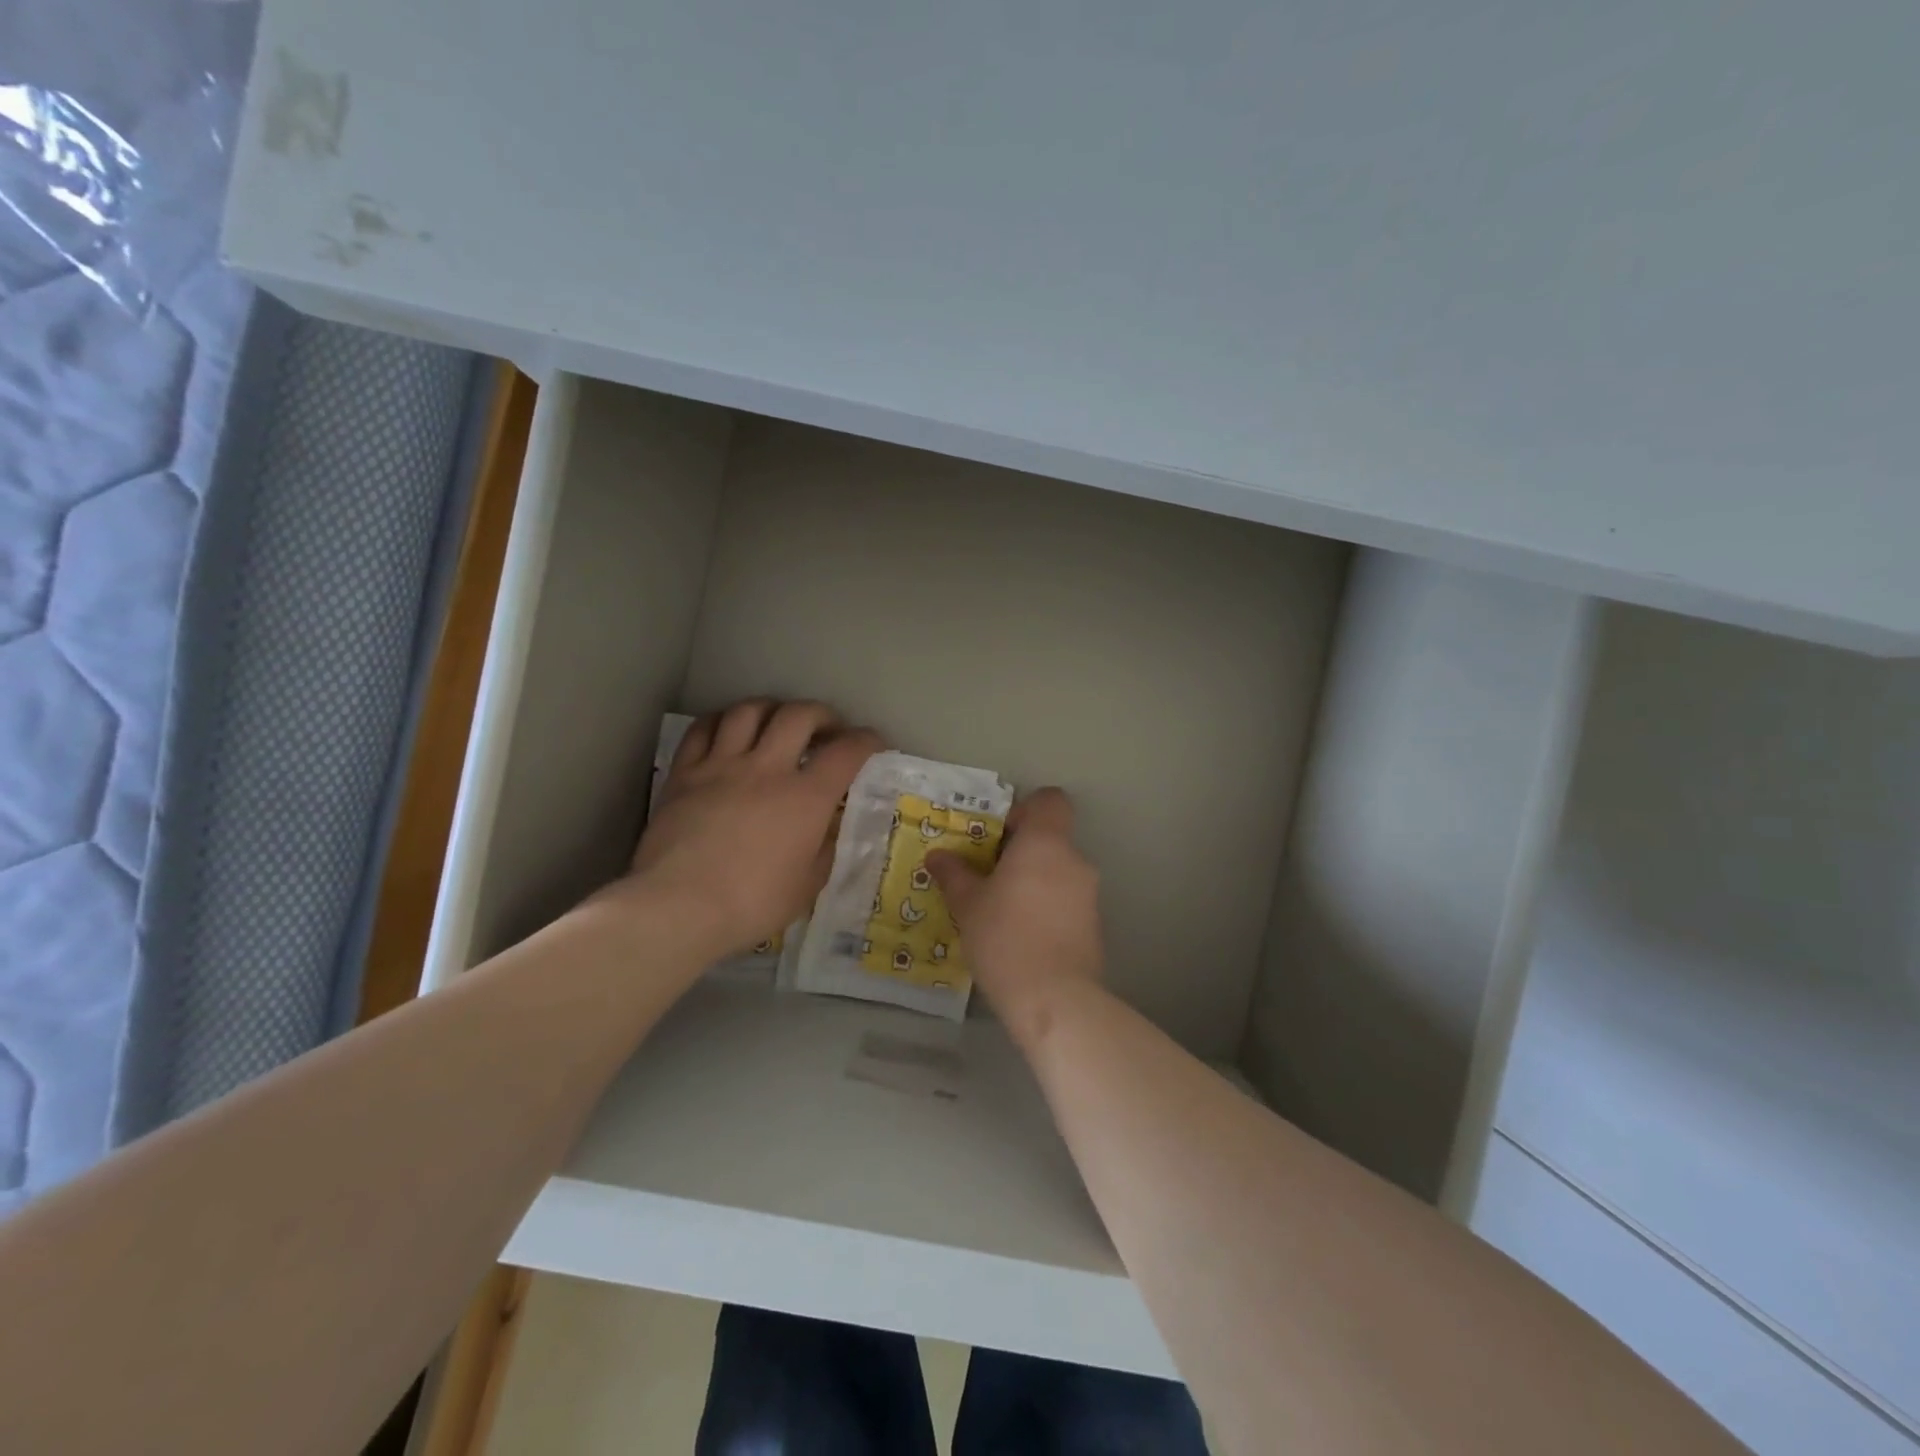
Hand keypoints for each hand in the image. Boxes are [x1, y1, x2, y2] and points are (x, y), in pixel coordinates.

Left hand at [623, 699, 882, 958]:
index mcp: (805, 798)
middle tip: (827, 730)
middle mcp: (767, 768)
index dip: (867, 740)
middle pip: (799, 715)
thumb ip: (825, 847)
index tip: (874, 744)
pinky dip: (723, 720)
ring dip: (772, 710)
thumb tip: (829, 826)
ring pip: (749, 711)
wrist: (678, 907)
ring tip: (777, 723)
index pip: (847, 752)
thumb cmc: (751, 903)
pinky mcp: (684, 773)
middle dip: (822, 715)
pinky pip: (703, 728)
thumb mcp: (807, 885)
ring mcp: (722, 765)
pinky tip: (729, 730)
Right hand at [926, 788, 1103, 1046]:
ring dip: (1033, 882)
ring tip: (1000, 912)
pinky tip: (1021, 937)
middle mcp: (1074, 860)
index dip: (1025, 810)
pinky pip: (1066, 901)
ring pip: (1058, 872)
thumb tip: (938, 856)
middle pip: (1050, 839)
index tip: (998, 836)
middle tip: (987, 877)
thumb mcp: (967, 904)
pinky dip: (1046, 908)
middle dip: (1020, 853)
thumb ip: (954, 874)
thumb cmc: (1005, 937)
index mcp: (1045, 843)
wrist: (1054, 999)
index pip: (1050, 800)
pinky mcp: (1094, 926)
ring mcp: (1089, 894)